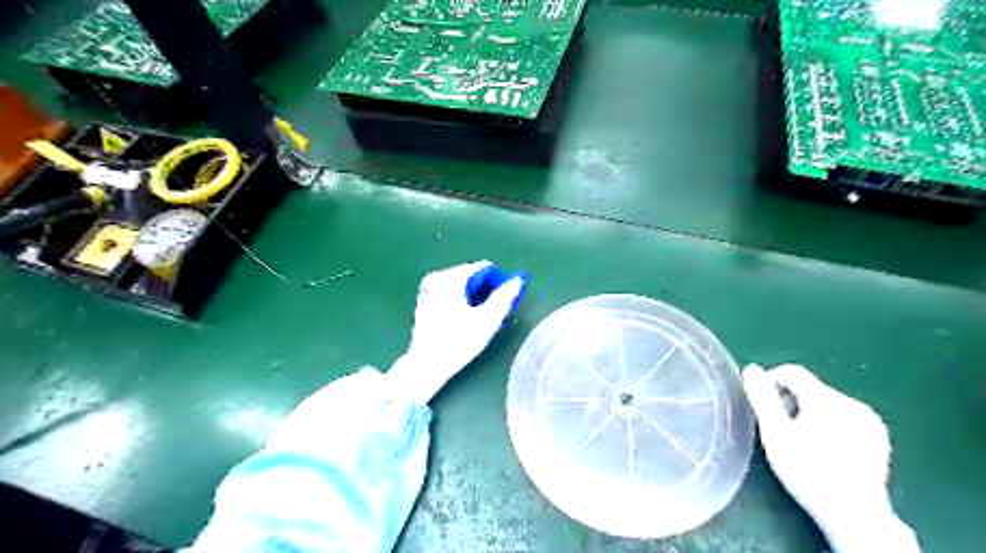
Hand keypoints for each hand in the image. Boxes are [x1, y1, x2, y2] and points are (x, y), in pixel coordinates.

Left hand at [385, 260, 527, 404]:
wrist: (426, 365)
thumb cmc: (459, 342)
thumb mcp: (488, 319)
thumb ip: (505, 296)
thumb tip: (519, 279)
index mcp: (452, 277)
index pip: (485, 268)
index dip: (498, 282)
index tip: (502, 303)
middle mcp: (438, 276)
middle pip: (472, 275)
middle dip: (485, 290)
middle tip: (491, 313)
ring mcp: (428, 288)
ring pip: (462, 284)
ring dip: (474, 297)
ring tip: (478, 319)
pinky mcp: (424, 300)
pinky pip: (450, 292)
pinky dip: (461, 300)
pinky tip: (463, 320)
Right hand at [743, 364, 921, 550]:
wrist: (855, 516)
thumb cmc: (807, 472)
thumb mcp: (775, 434)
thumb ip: (762, 398)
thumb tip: (752, 369)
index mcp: (827, 400)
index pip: (792, 372)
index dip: (771, 382)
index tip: (761, 406)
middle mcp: (853, 403)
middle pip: (809, 388)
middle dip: (789, 402)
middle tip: (779, 429)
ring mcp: (870, 421)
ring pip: (826, 402)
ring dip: (808, 413)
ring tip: (800, 441)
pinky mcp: (878, 437)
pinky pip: (843, 416)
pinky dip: (828, 423)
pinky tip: (824, 449)